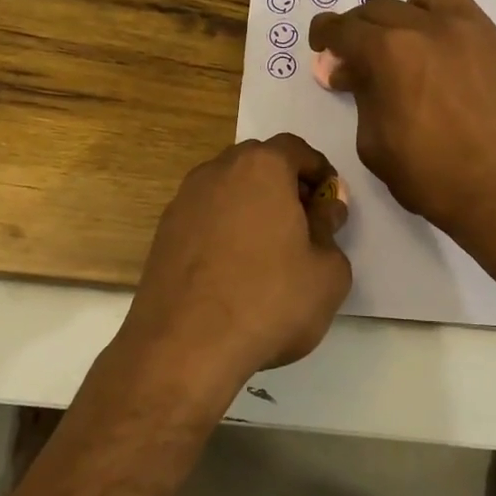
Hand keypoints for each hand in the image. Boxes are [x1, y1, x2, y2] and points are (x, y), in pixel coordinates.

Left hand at [122, 135, 352, 389]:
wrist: (184, 346)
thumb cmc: (269, 301)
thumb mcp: (328, 271)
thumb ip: (331, 228)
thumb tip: (325, 208)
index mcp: (262, 167)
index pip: (297, 149)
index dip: (320, 172)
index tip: (331, 204)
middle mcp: (218, 170)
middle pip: (260, 163)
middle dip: (285, 185)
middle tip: (304, 224)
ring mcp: (184, 200)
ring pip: (229, 188)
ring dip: (252, 206)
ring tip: (269, 249)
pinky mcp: (164, 232)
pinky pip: (206, 216)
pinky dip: (225, 228)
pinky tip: (234, 268)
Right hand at [308, 0, 495, 240]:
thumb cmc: (431, 176)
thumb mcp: (374, 143)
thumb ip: (360, 95)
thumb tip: (351, 71)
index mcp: (388, 53)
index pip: (343, 27)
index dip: (325, 35)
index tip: (323, 47)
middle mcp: (425, 26)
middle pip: (377, 7)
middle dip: (359, 30)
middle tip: (359, 62)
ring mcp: (466, 27)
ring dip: (405, 6)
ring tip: (407, 40)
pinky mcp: (494, 39)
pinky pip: (460, 4)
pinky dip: (440, 15)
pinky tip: (440, 51)